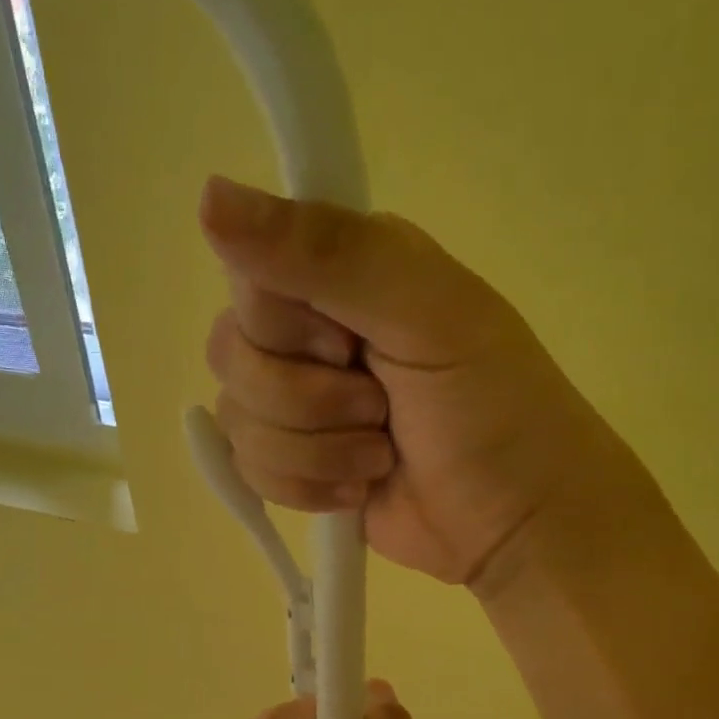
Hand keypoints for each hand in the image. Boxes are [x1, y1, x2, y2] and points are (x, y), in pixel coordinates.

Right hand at [200, 176, 612, 594]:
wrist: (514, 522)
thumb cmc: (493, 412)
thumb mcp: (428, 315)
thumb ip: (328, 254)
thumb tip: (204, 196)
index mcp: (344, 272)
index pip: (248, 278)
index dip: (285, 327)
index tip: (350, 346)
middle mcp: (310, 330)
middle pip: (232, 354)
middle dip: (307, 400)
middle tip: (381, 407)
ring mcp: (297, 404)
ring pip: (239, 420)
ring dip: (317, 451)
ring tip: (381, 456)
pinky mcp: (293, 463)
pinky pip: (248, 470)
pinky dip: (307, 488)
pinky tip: (358, 490)